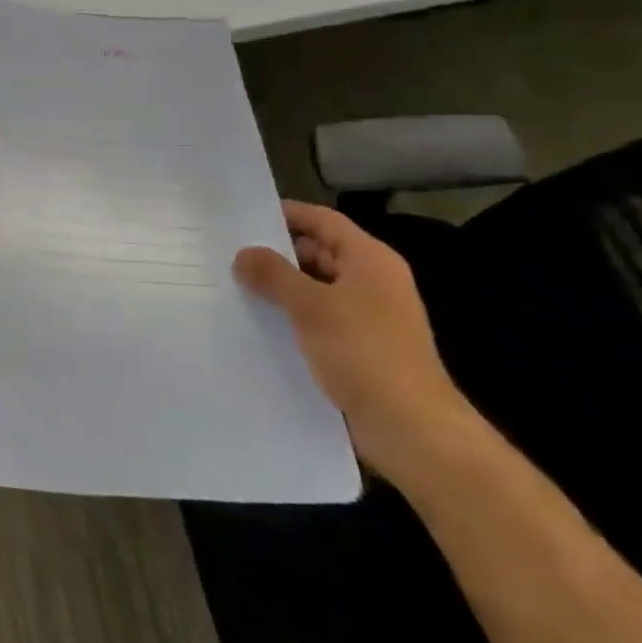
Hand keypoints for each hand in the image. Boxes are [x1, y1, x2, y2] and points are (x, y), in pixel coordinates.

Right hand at [233, 200, 470, 479]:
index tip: (244, 216)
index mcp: (370, 260)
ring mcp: (369, 317)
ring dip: (282, 288)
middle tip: (230, 254)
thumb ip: (273, 274)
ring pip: (317, 289)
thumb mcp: (310, 307)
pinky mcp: (361, 348)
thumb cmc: (364, 353)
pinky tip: (260, 325)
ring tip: (235, 288)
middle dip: (278, 253)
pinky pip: (320, 320)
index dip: (286, 214)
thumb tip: (244, 254)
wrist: (411, 428)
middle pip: (320, 252)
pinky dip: (293, 317)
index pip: (323, 220)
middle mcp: (372, 282)